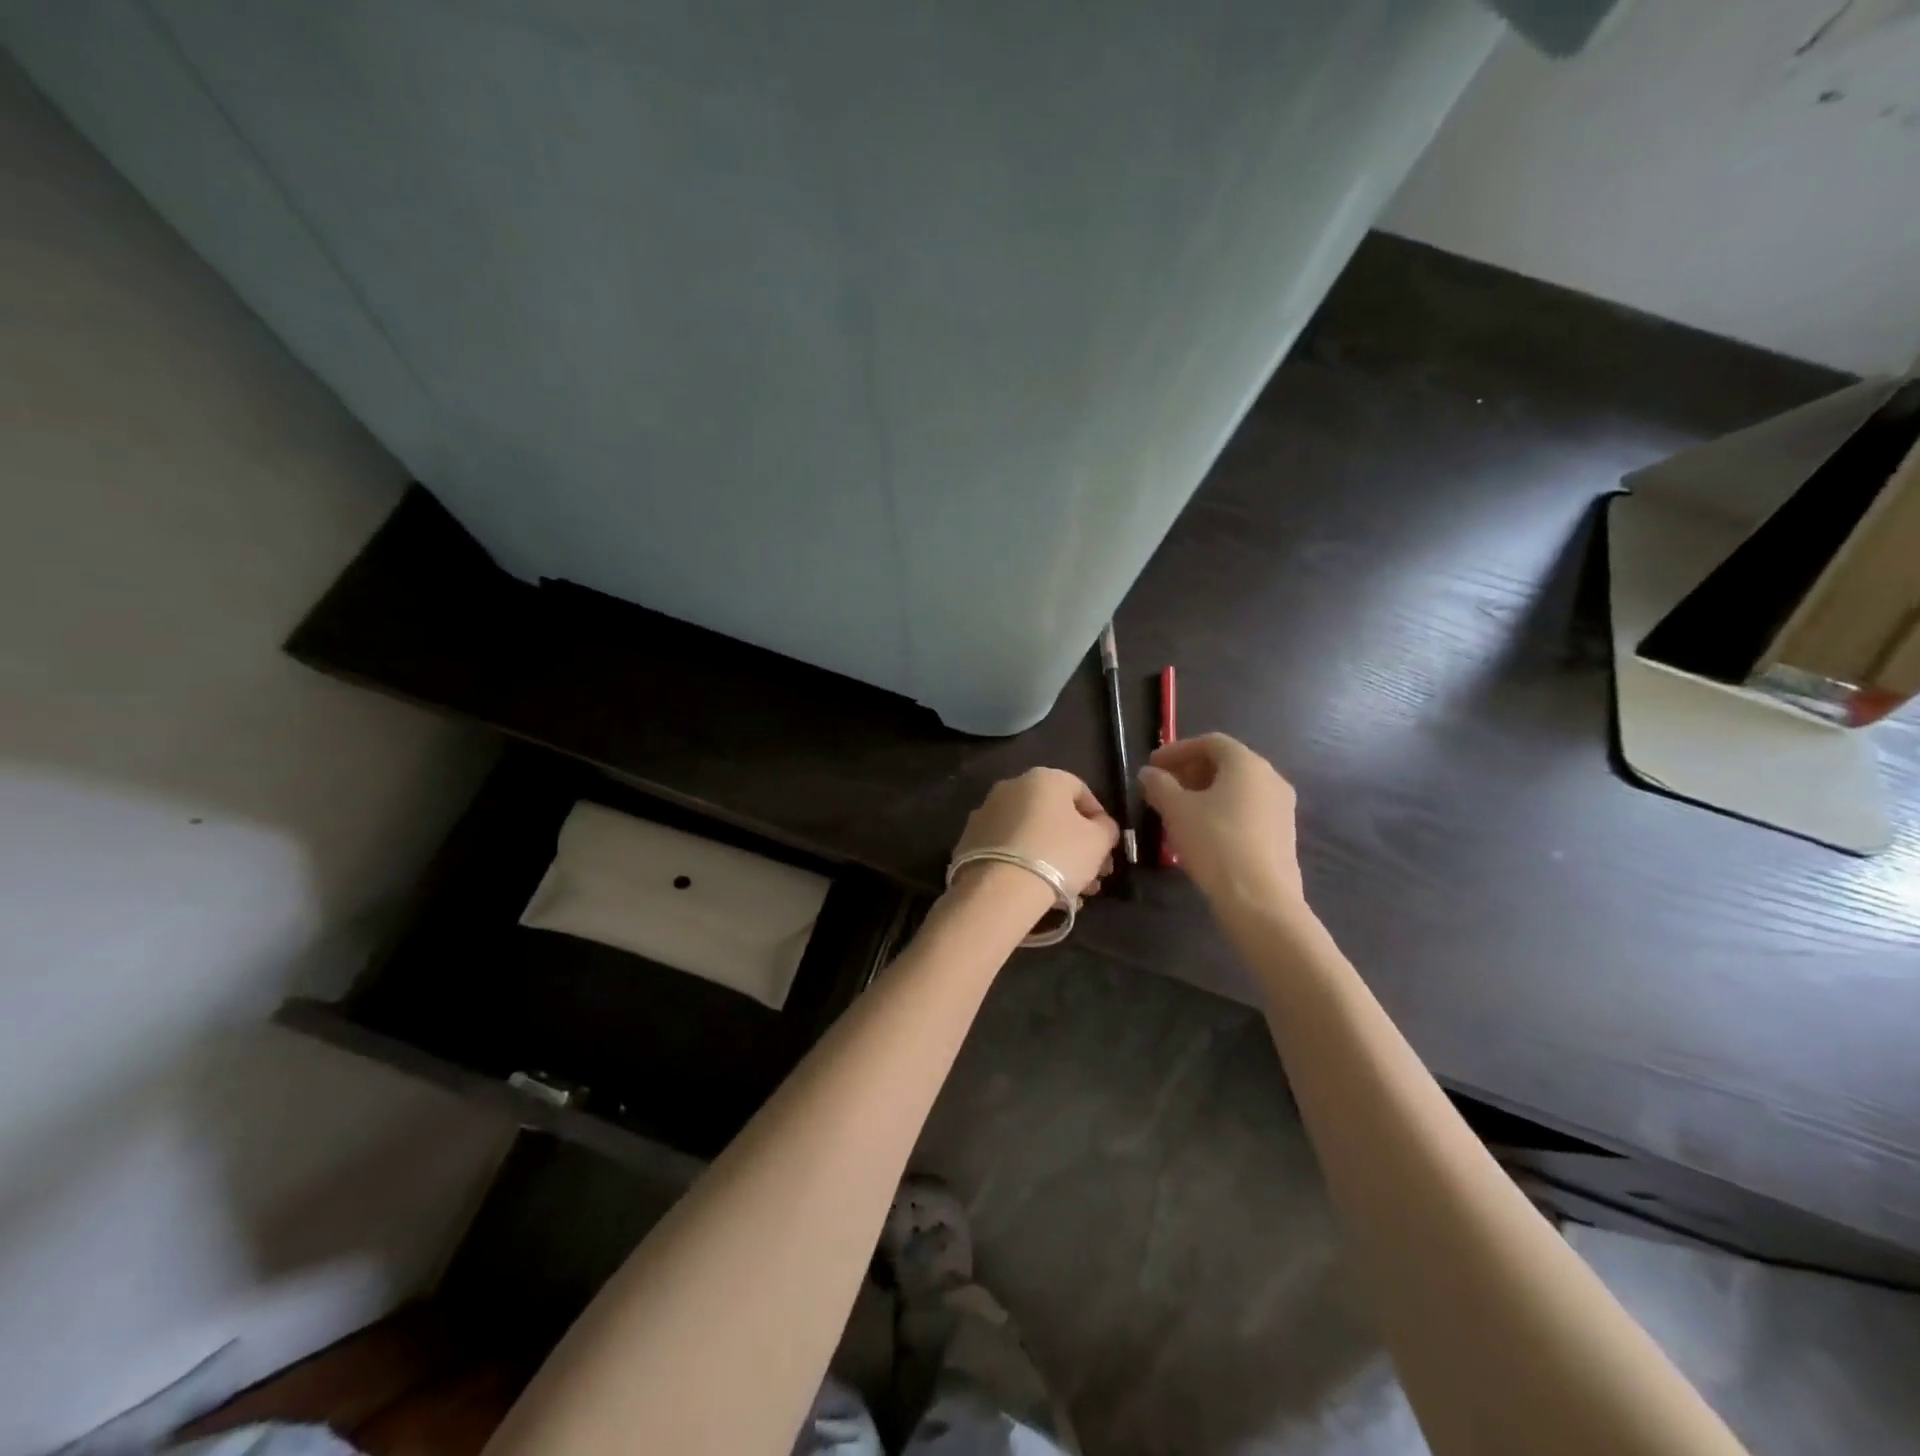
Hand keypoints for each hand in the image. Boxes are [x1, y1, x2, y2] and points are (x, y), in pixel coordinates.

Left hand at [951, 768, 1118, 900]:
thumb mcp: (1099, 841)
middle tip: (1094, 875)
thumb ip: (1106, 828)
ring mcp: (986, 813)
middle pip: (1054, 816)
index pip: (1080, 791)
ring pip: (1031, 835)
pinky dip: (1026, 866)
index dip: (1099, 820)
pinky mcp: (970, 841)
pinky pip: (1009, 850)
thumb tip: (1101, 826)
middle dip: (1078, 845)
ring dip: (1055, 859)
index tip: (1107, 847)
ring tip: (1073, 893)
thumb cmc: (1058, 854)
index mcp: (1043, 778)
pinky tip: (1041, 894)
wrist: (999, 889)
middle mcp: (1011, 787)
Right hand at [1139, 734, 1304, 911]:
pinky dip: (1222, 810)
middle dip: (1190, 772)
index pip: (1210, 742)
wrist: (1260, 899)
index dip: (1177, 750)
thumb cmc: (1214, 842)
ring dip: (1204, 793)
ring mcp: (1281, 807)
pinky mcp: (1283, 834)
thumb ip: (1159, 785)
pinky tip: (1202, 832)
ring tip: (1177, 812)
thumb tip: (1149, 773)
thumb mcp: (1176, 810)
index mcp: (1247, 764)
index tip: (1152, 766)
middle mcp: (1270, 778)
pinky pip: (1247, 810)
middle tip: (1162, 788)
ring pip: (1237, 789)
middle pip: (1225, 763)